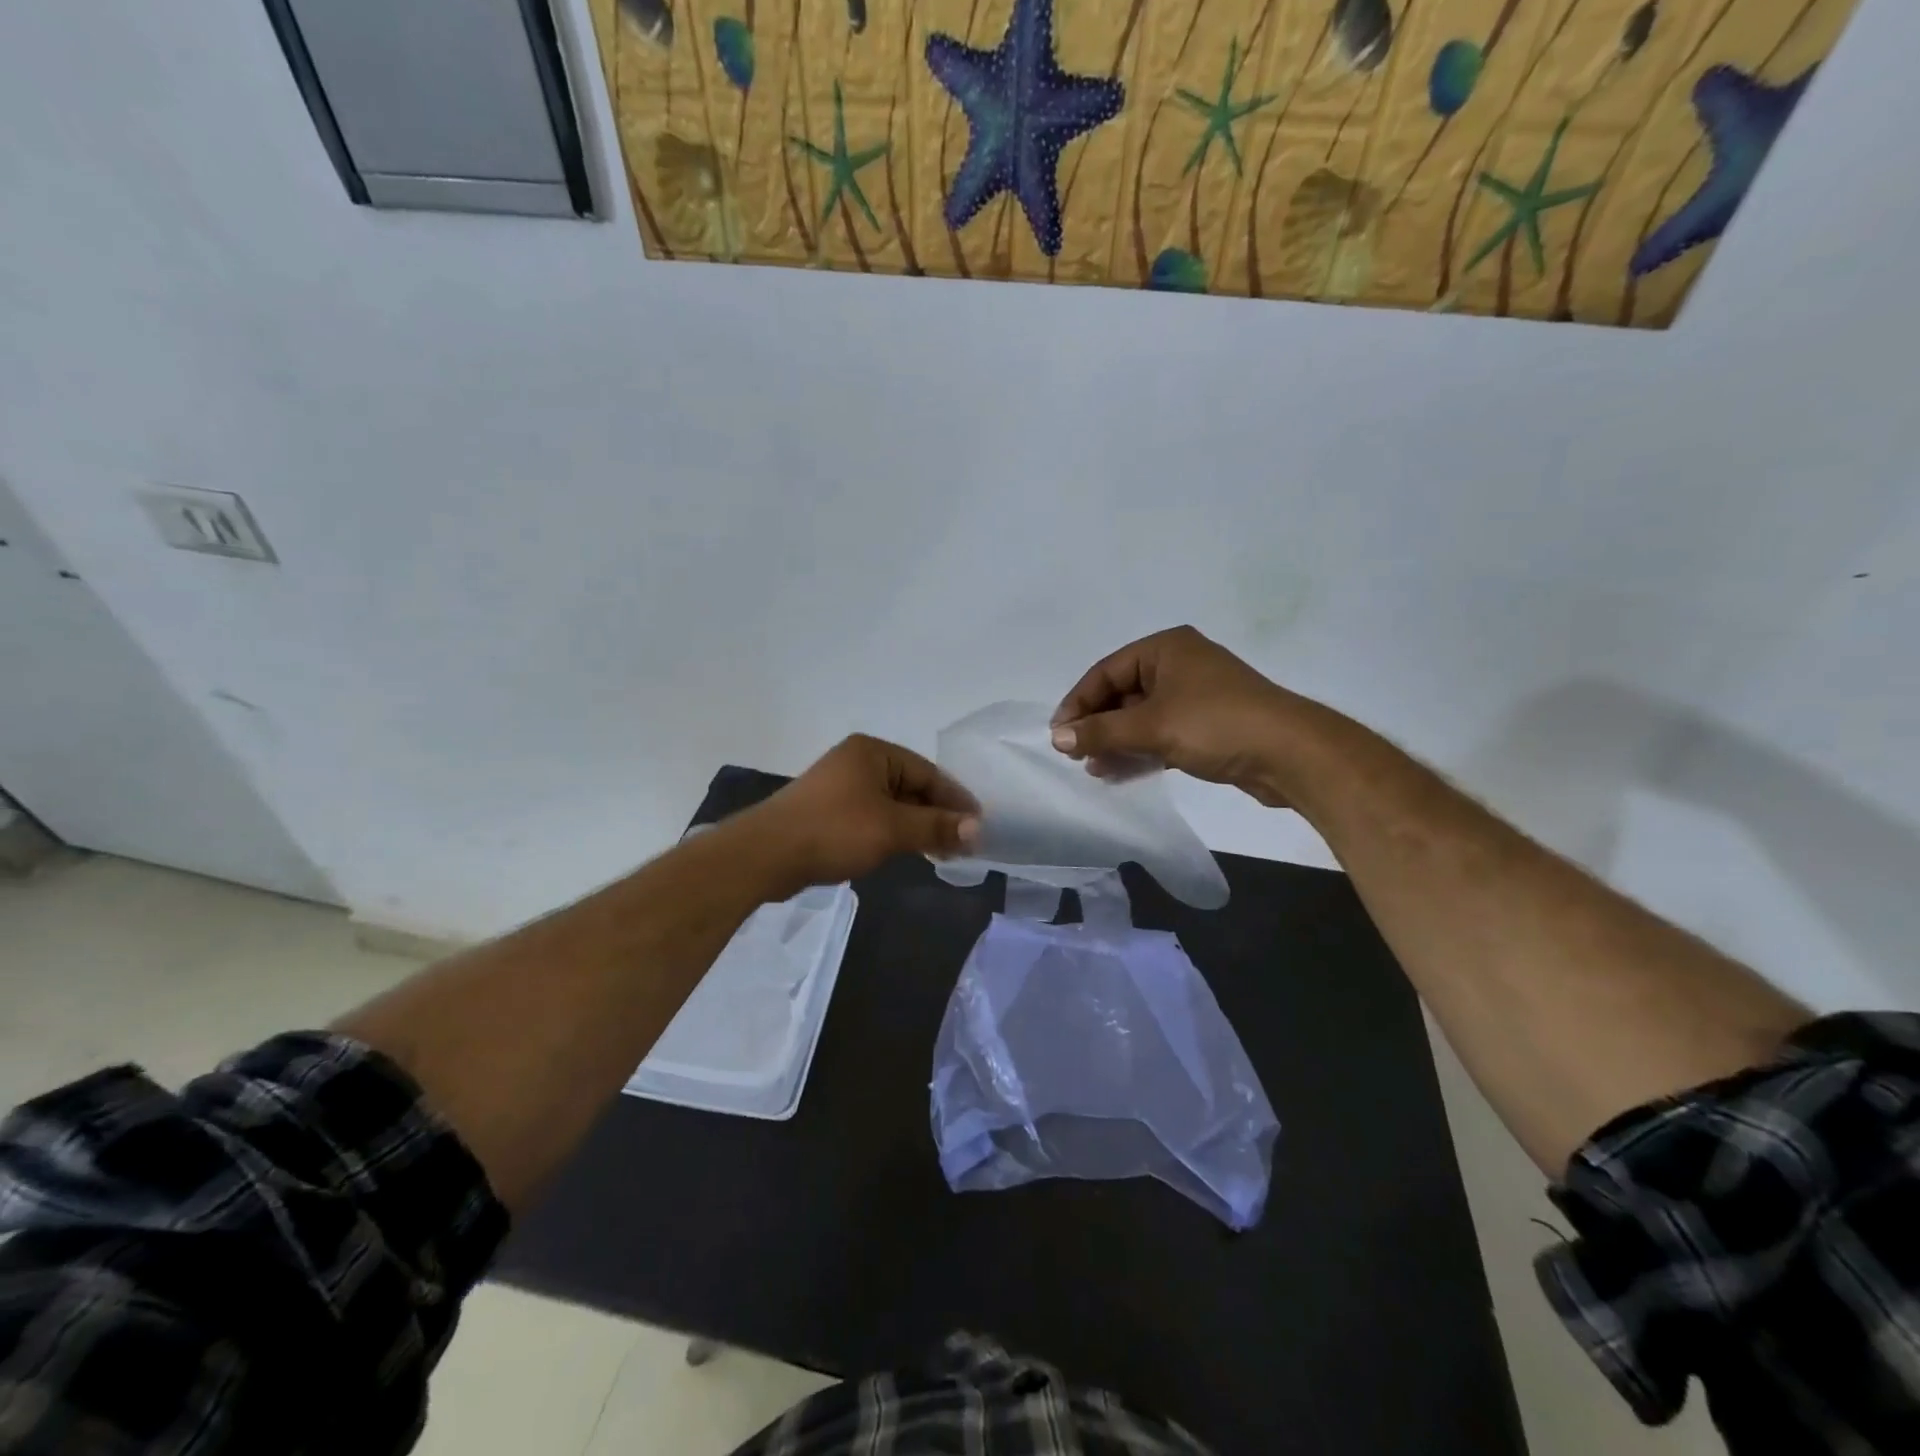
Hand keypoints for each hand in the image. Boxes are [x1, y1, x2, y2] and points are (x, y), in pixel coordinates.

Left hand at [733, 735, 979, 894]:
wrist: (765, 855)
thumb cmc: (834, 831)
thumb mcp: (892, 829)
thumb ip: (935, 827)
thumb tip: (977, 828)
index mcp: (873, 752)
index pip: (928, 773)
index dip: (955, 800)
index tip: (979, 826)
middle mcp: (857, 761)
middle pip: (911, 786)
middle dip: (936, 815)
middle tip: (963, 843)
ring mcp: (840, 786)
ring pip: (892, 804)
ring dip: (916, 826)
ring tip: (941, 851)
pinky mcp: (828, 810)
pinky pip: (872, 816)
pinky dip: (892, 831)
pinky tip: (904, 851)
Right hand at [1050, 626, 1311, 805]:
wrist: (1290, 754)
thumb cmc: (1216, 724)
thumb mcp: (1152, 726)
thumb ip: (1101, 731)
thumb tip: (1057, 737)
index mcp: (1166, 648)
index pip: (1106, 671)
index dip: (1078, 702)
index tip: (1059, 734)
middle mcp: (1179, 665)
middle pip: (1122, 694)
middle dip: (1098, 725)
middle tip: (1074, 754)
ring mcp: (1195, 696)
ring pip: (1141, 717)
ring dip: (1116, 742)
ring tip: (1094, 769)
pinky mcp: (1207, 726)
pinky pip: (1161, 734)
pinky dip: (1140, 751)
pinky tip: (1120, 772)